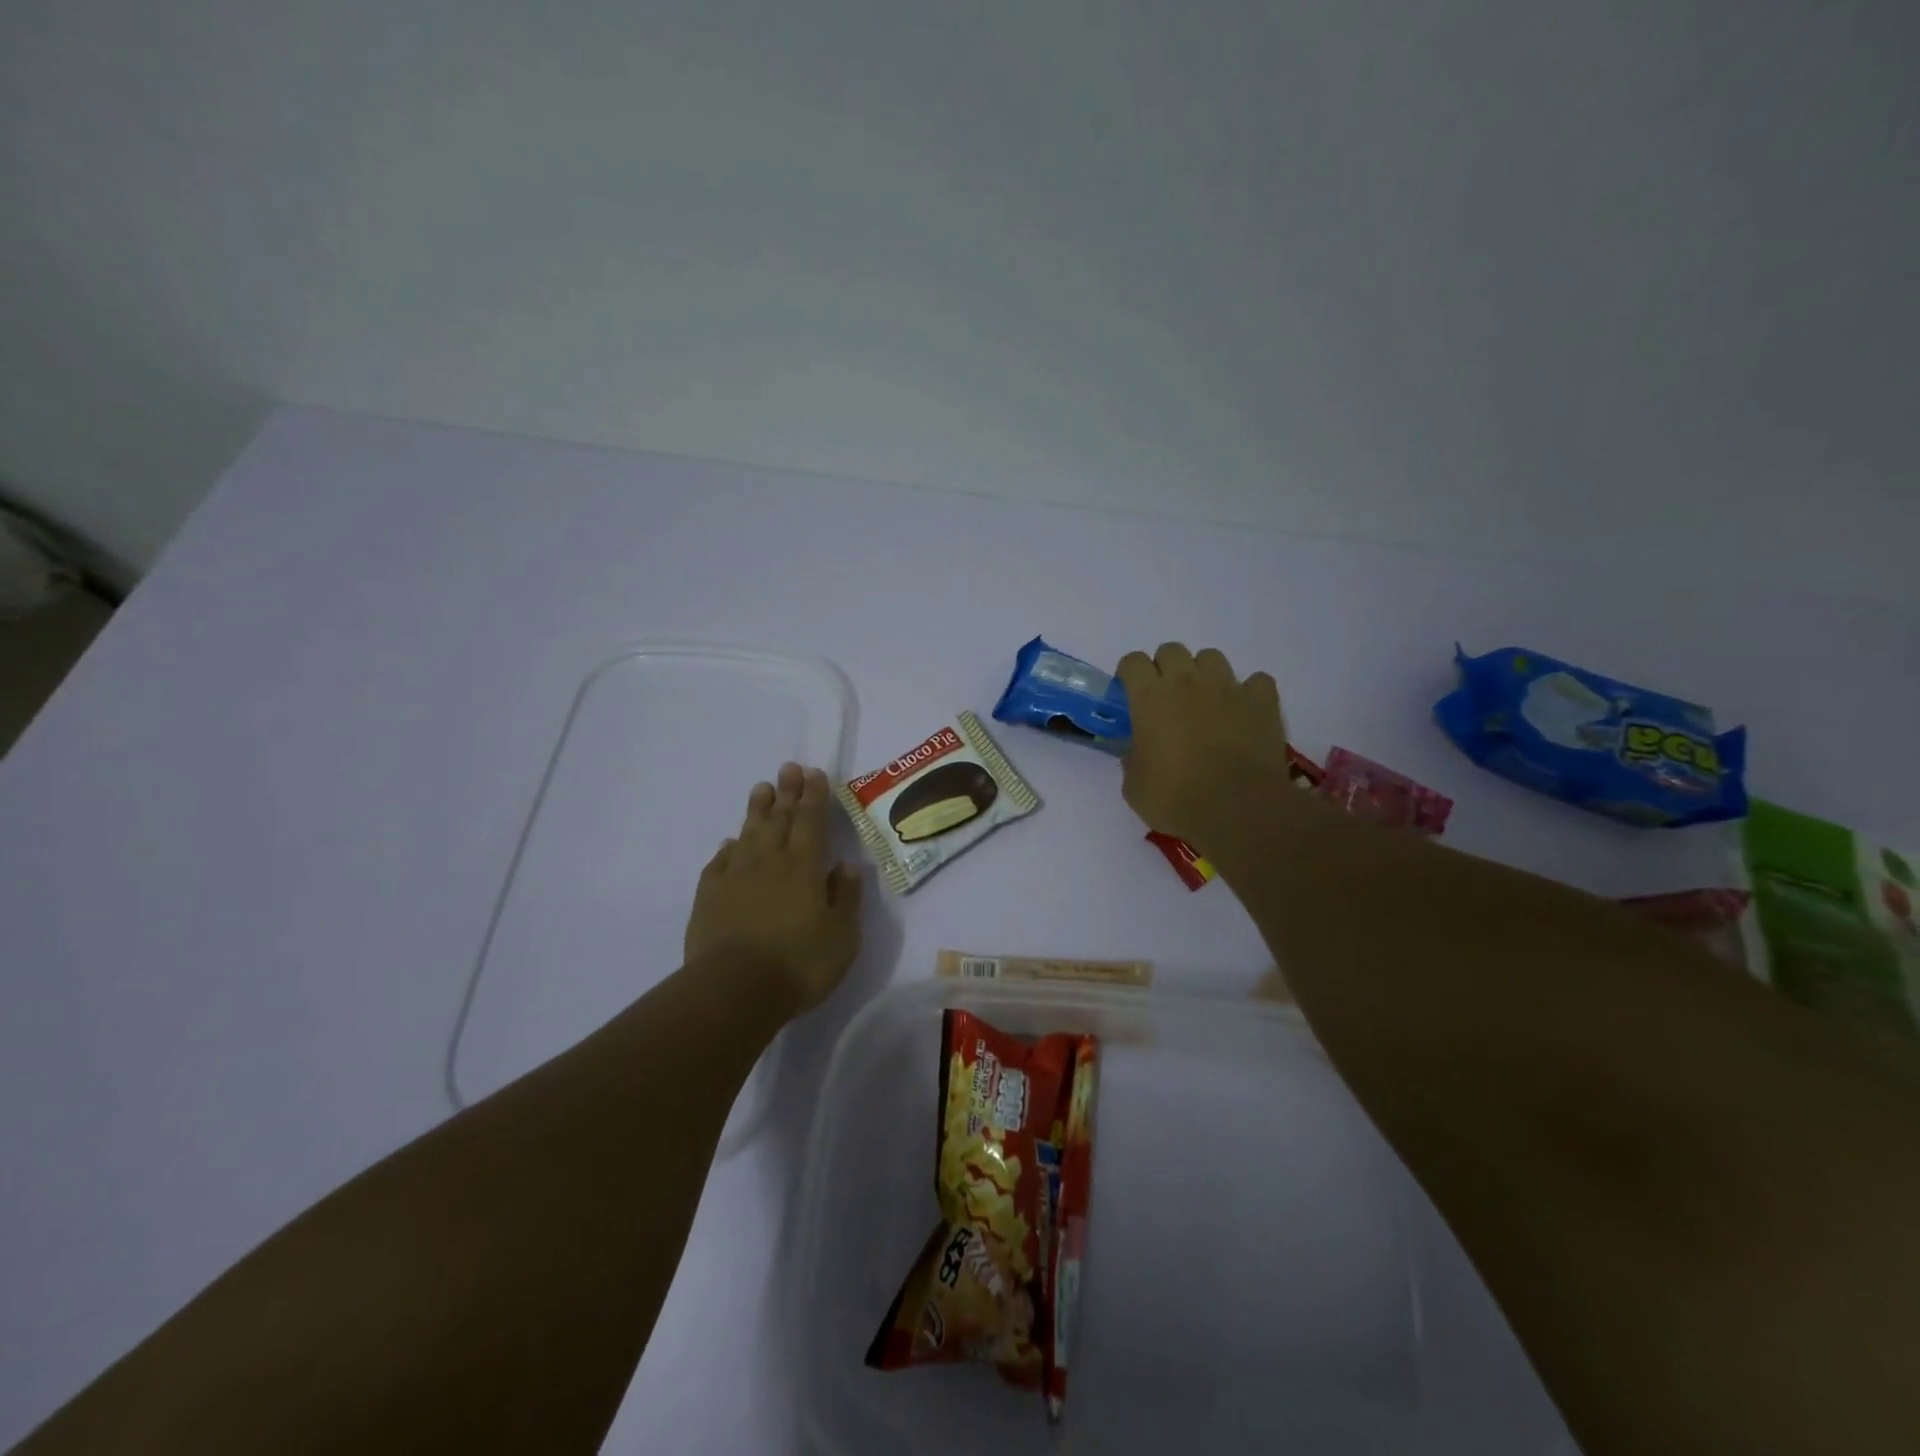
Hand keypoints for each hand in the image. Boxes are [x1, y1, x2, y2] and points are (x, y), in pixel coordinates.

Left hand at [684, 763, 863, 1014]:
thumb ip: (845, 897)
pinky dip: (728, 848)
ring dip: (757, 809)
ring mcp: (736, 876)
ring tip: (762, 789)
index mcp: (805, 867)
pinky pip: (720, 862)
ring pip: (748, 833)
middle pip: (779, 818)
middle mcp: (770, 862)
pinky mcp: (709, 896)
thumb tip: (847, 865)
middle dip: (787, 792)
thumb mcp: (842, 935)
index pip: (811, 821)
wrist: (734, 990)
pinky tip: (730, 843)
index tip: (814, 774)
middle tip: (788, 769)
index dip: (814, 796)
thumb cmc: (799, 963)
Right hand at [1116, 643, 1294, 849]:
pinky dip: (1248, 693)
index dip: (1130, 675)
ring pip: (1211, 657)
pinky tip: (1244, 713)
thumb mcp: (1134, 785)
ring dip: (1204, 675)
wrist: (1237, 809)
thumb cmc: (1176, 798)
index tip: (1131, 695)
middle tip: (1167, 700)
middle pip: (1171, 650)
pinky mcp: (1261, 700)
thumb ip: (1131, 757)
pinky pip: (1255, 681)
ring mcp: (1227, 687)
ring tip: (1206, 703)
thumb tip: (1136, 749)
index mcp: (1149, 697)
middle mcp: (1187, 681)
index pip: (1133, 661)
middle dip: (1165, 669)